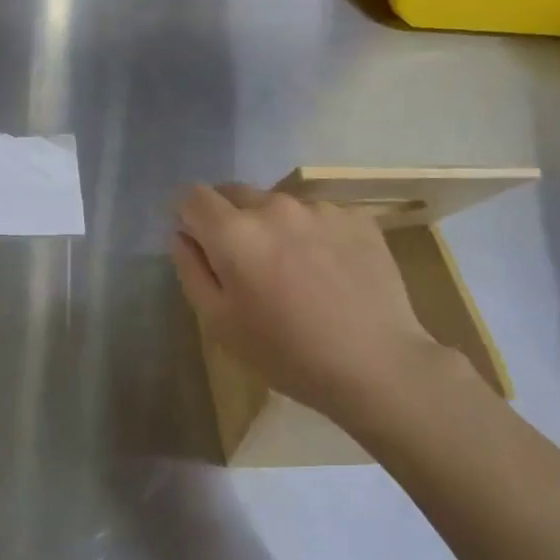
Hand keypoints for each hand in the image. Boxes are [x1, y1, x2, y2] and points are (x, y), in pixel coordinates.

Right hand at [170, 184, 465, 428]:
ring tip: (296, 271)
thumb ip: (191, 270)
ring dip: (275, 226)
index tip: (199, 242)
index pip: (193, 196)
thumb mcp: (220, 323)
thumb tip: (181, 234)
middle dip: (230, 219)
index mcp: (234, 232)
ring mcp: (319, 208)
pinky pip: (318, 216)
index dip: (189, 216)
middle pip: (235, 193)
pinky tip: (330, 271)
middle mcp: (274, 206)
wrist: (378, 366)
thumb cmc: (287, 353)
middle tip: (247, 264)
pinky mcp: (357, 217)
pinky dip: (314, 234)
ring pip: (279, 205)